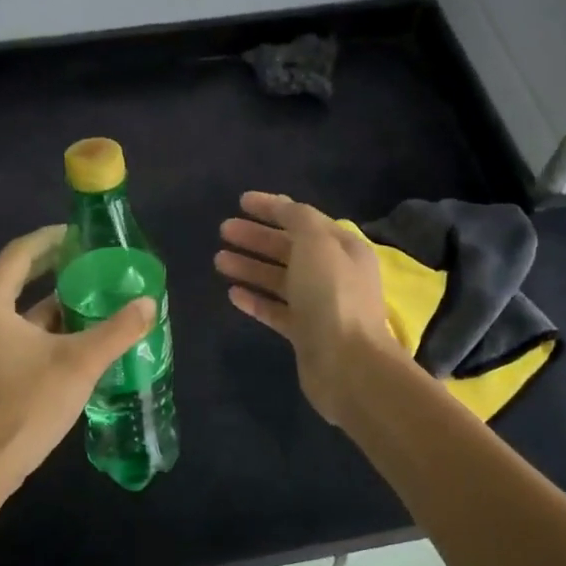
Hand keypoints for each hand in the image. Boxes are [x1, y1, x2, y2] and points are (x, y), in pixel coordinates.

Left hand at [0, 226, 155, 486]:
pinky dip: (44, 324)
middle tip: (91, 258)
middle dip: (53, 266)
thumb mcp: (80, 362)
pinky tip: (77, 332)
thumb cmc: (28, 404)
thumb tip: (149, 303)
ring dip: (52, 298)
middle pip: (16, 277)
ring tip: (92, 292)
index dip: (50, 239)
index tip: (81, 233)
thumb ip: (117, 329)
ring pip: (17, 308)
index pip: (19, 254)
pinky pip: (15, 330)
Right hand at [215, 191, 403, 426]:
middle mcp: (333, 273)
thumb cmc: (332, 296)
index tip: (240, 201)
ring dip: (250, 267)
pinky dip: (255, 300)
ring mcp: (319, 305)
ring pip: (279, 279)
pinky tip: (232, 293)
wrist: (347, 364)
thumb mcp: (317, 243)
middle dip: (256, 237)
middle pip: (289, 248)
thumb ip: (298, 219)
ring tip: (218, 260)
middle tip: (223, 230)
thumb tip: (283, 207)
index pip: (303, 219)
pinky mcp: (304, 333)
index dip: (273, 208)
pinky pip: (276, 310)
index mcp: (343, 248)